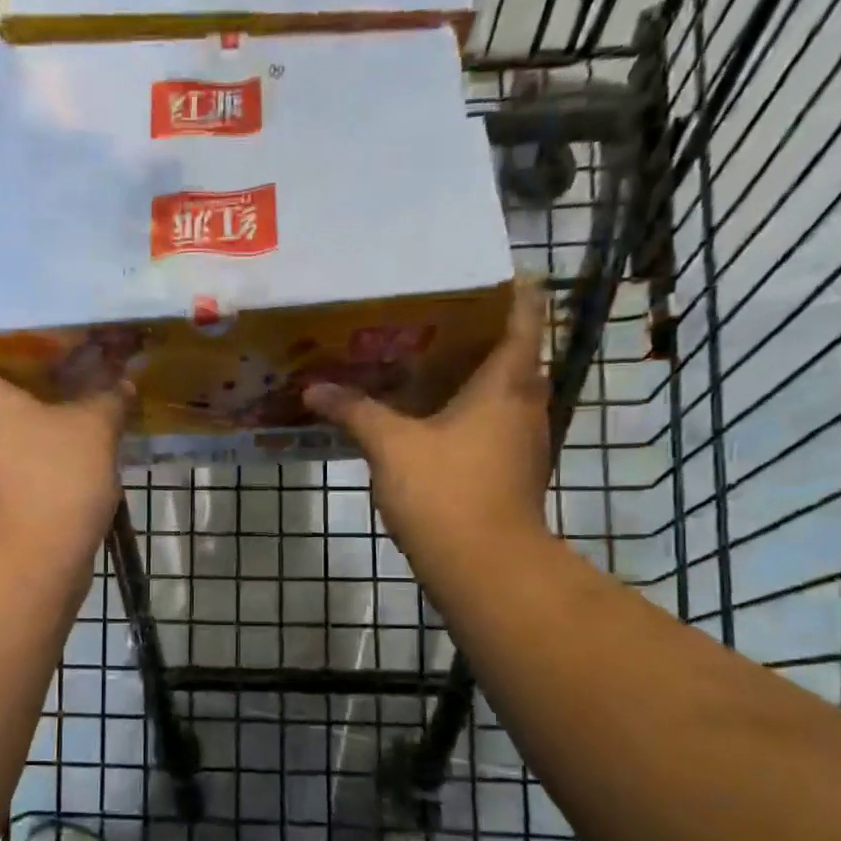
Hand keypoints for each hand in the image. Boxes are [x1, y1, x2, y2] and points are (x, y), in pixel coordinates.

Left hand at [0, 349, 127, 565]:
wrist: (28, 565)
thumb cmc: (49, 479)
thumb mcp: (92, 427)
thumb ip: (107, 394)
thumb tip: (121, 378)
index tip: (10, 321)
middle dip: (18, 361)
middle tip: (62, 342)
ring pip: (2, 416)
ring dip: (35, 400)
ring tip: (80, 378)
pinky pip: (17, 447)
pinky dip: (42, 436)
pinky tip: (81, 426)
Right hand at [303, 278, 550, 566]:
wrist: (485, 568)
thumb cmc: (446, 491)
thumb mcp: (390, 445)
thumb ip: (354, 411)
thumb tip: (314, 389)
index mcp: (507, 381)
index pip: (523, 316)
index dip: (509, 289)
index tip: (484, 272)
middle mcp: (526, 403)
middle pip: (513, 352)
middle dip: (478, 331)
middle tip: (432, 314)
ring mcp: (523, 440)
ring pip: (502, 391)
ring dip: (472, 374)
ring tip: (424, 360)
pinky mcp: (512, 471)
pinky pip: (492, 423)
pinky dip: (467, 411)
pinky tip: (429, 417)